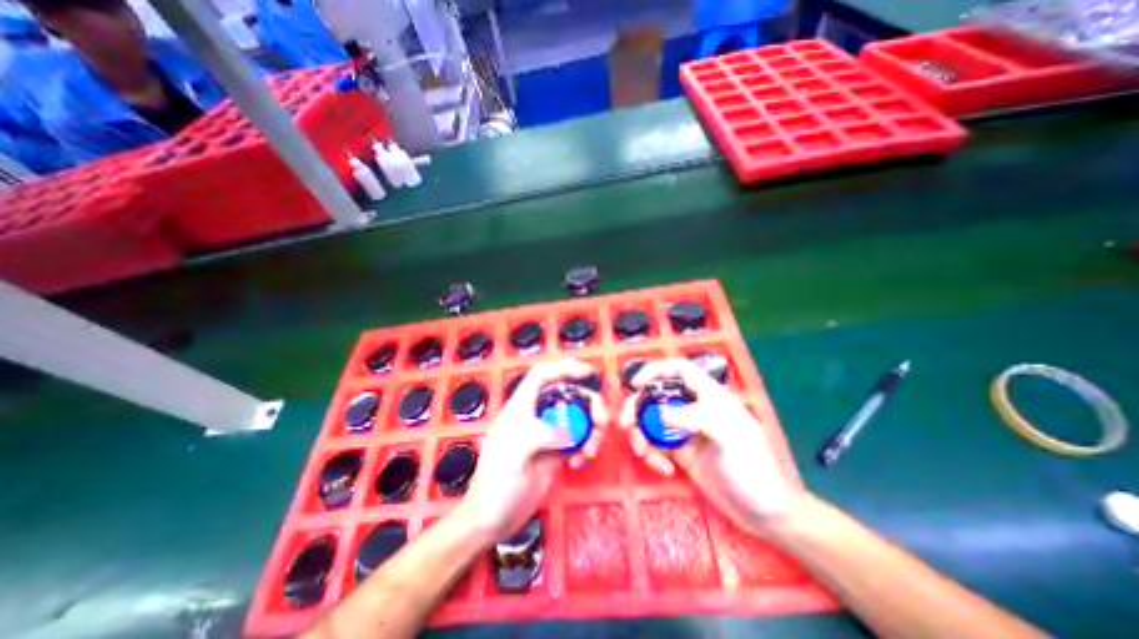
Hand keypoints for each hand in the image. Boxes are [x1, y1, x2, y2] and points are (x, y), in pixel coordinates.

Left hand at [456, 357, 609, 541]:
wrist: (491, 519)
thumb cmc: (496, 483)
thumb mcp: (514, 454)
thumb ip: (542, 435)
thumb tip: (570, 433)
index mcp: (521, 407)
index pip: (542, 375)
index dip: (563, 368)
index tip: (587, 372)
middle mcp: (536, 416)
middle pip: (568, 395)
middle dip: (588, 403)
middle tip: (602, 421)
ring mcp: (547, 434)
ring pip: (577, 417)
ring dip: (591, 429)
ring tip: (590, 450)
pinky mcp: (555, 452)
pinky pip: (578, 439)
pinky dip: (585, 446)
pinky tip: (579, 462)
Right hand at [622, 359, 797, 533]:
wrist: (765, 513)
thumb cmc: (753, 467)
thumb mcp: (729, 436)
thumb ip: (695, 418)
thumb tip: (659, 415)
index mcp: (709, 396)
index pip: (678, 370)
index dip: (655, 370)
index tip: (635, 384)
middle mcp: (694, 408)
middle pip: (656, 395)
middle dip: (637, 407)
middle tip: (625, 424)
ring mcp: (685, 431)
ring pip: (651, 421)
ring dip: (641, 435)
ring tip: (645, 455)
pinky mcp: (680, 453)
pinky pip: (656, 445)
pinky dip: (652, 454)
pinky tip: (664, 469)